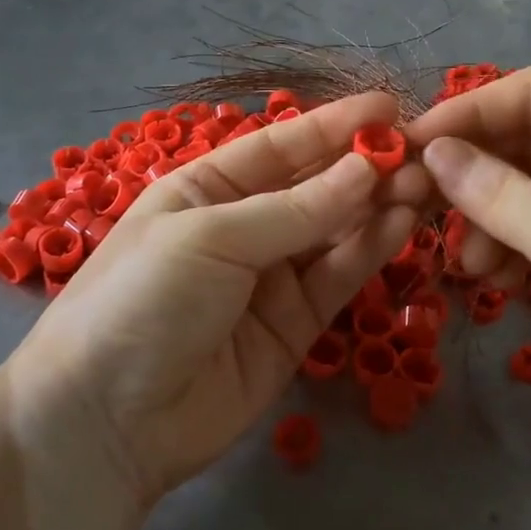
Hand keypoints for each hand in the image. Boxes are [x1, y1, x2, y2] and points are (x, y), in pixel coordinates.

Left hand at [10, 92, 424, 501]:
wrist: (106, 422)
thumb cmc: (143, 301)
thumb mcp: (210, 238)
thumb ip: (294, 210)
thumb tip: (367, 168)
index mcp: (205, 189)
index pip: (278, 147)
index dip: (331, 126)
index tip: (387, 107)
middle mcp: (241, 227)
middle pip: (313, 187)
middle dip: (363, 167)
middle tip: (422, 151)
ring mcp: (269, 278)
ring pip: (334, 231)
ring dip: (377, 205)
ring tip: (424, 182)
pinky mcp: (294, 325)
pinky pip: (338, 277)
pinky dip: (370, 249)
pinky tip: (403, 222)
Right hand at [405, 67, 530, 481]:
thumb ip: (495, 192)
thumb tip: (430, 151)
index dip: (467, 115)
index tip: (407, 146)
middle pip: (530, 139)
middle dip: (477, 175)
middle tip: (423, 208)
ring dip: (491, 218)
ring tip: (467, 263)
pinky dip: (514, 245)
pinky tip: (495, 279)